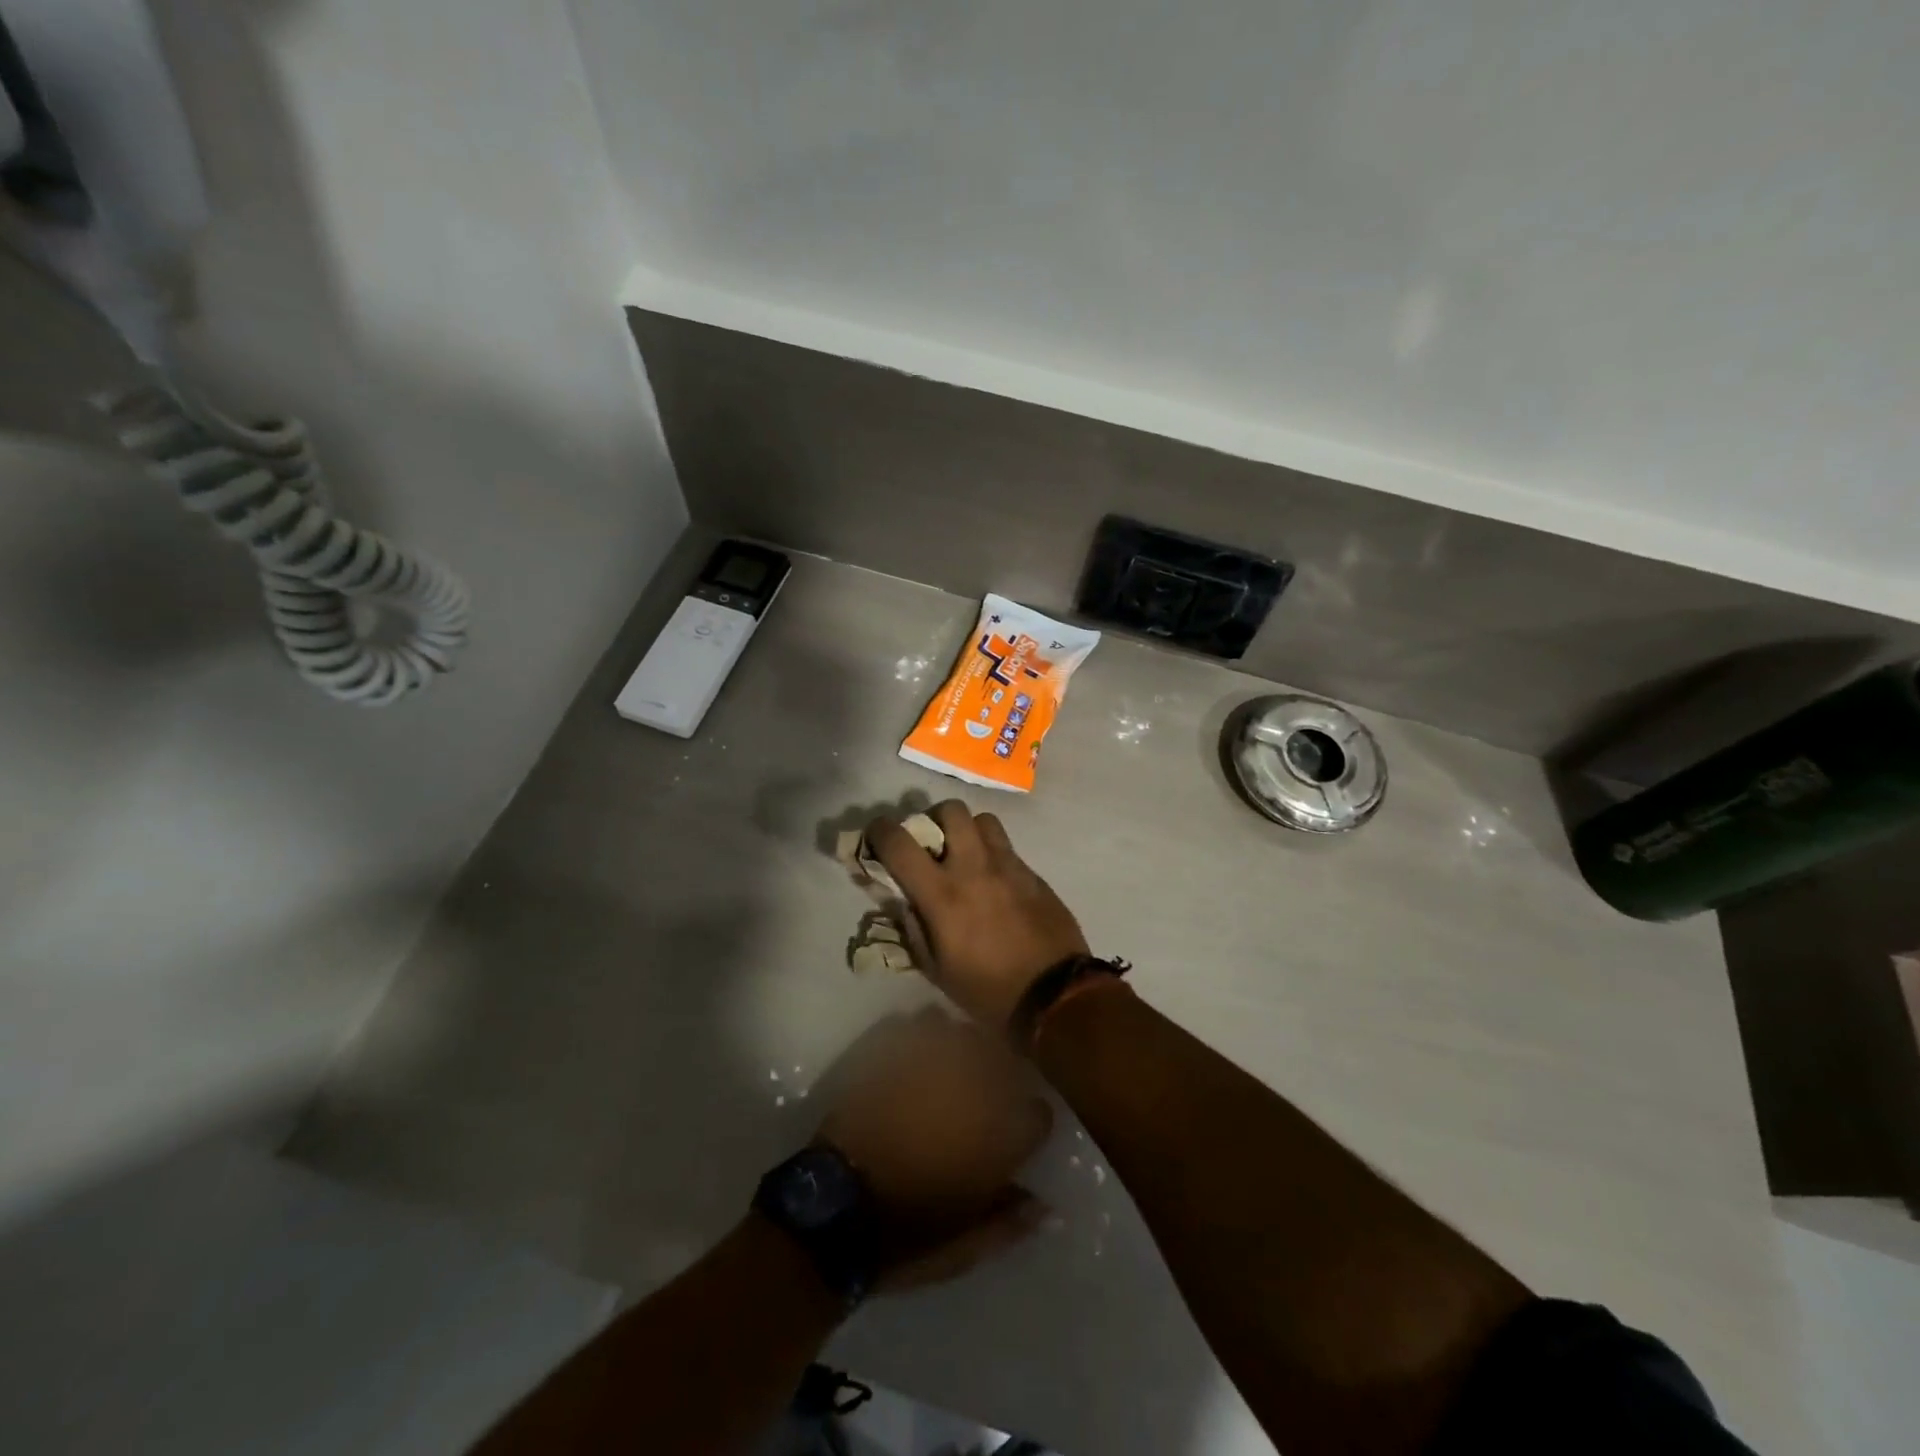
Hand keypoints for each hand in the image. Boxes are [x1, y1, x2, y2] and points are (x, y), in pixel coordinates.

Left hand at [817, 1008, 1053, 1290]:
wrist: (834, 1209)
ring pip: (960, 1029)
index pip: (1039, 1112)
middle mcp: (974, 1082)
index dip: (1028, 1122)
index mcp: (1000, 1131)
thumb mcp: (966, 1246)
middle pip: (1003, 1055)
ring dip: (957, 1045)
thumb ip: (1011, 1221)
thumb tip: (1046, 1207)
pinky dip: (916, 1034)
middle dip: (998, 1072)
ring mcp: (929, 1057)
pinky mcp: (889, 1046)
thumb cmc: (906, 1235)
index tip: (1015, 1131)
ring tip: (945, 1066)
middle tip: (979, 1093)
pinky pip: (914, 1023)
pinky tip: (911, 1055)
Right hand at [865, 801, 1089, 1029]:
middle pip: (950, 810)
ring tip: (965, 855)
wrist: (1055, 996)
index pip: (900, 843)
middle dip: (933, 818)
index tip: (877, 836)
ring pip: (983, 819)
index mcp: (942, 894)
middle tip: (931, 843)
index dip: (880, 831)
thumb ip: (914, 928)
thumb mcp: (937, 970)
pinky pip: (1007, 847)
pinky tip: (994, 881)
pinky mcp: (1033, 873)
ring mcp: (1008, 866)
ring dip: (968, 830)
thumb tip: (903, 901)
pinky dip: (992, 853)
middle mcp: (974, 867)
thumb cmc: (988, 991)